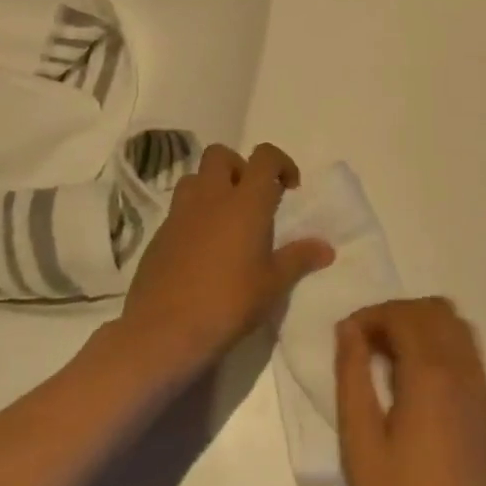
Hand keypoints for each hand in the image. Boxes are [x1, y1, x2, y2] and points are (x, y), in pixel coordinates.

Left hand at [120, 142, 332, 380]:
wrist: (164, 330)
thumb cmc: (228, 302)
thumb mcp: (273, 284)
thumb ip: (299, 259)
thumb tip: (326, 247)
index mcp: (246, 202)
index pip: (264, 157)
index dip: (280, 163)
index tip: (290, 188)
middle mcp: (211, 196)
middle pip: (221, 155)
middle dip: (239, 167)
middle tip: (252, 199)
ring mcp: (180, 213)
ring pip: (195, 178)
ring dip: (212, 187)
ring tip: (225, 219)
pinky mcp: (159, 234)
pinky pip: (179, 209)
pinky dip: (193, 215)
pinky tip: (202, 248)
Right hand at [335, 298, 485, 485]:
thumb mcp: (361, 443)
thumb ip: (353, 376)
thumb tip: (349, 330)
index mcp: (431, 371)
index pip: (402, 313)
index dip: (371, 315)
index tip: (346, 338)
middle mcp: (463, 368)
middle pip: (433, 310)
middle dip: (396, 315)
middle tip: (366, 346)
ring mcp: (482, 388)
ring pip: (456, 326)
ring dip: (422, 326)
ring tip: (390, 360)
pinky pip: (468, 352)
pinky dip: (442, 345)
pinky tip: (418, 383)